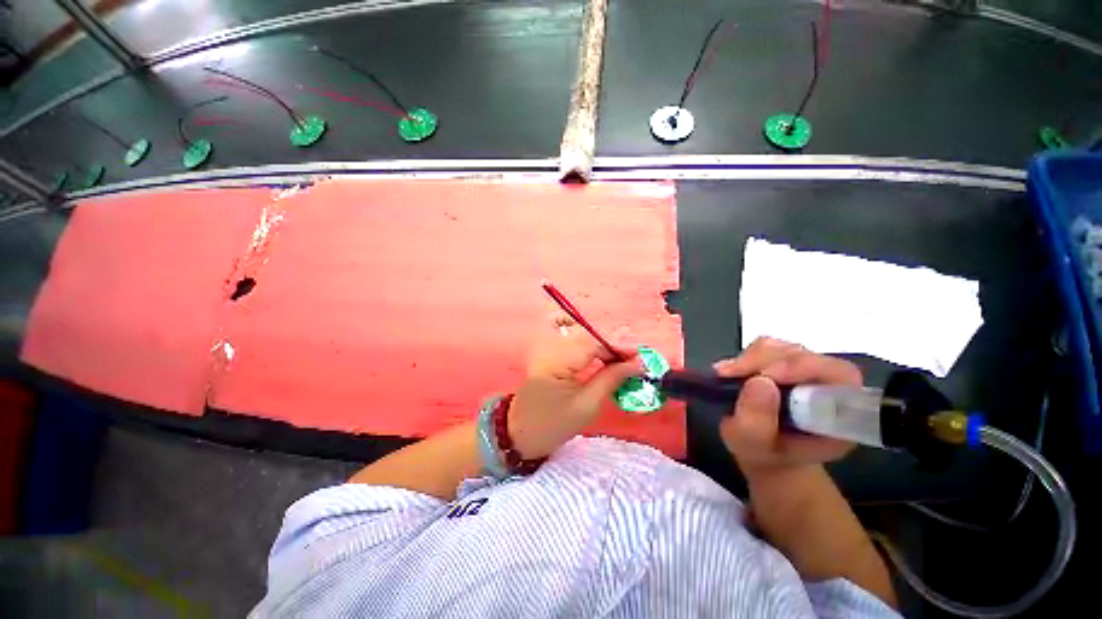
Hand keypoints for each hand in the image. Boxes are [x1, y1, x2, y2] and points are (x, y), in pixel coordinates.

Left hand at [508, 313, 641, 457]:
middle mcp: (547, 346)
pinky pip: (565, 333)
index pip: (591, 342)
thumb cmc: (554, 424)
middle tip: (627, 358)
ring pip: (576, 329)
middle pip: (584, 332)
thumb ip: (611, 379)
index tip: (637, 356)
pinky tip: (592, 346)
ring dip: (597, 339)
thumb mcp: (587, 406)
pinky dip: (582, 336)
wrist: (521, 432)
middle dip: (609, 342)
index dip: (616, 346)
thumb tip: (636, 364)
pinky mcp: (543, 348)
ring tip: (612, 356)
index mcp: (556, 362)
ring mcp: (542, 345)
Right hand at [715, 337, 859, 478]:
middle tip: (731, 374)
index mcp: (838, 413)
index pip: (839, 375)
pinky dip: (745, 356)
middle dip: (765, 361)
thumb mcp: (752, 447)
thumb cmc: (763, 453)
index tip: (765, 376)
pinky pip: (766, 347)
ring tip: (727, 376)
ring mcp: (805, 370)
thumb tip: (759, 381)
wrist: (762, 450)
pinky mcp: (784, 361)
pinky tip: (731, 372)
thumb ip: (756, 422)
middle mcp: (827, 385)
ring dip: (751, 359)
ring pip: (783, 348)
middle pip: (806, 356)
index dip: (804, 368)